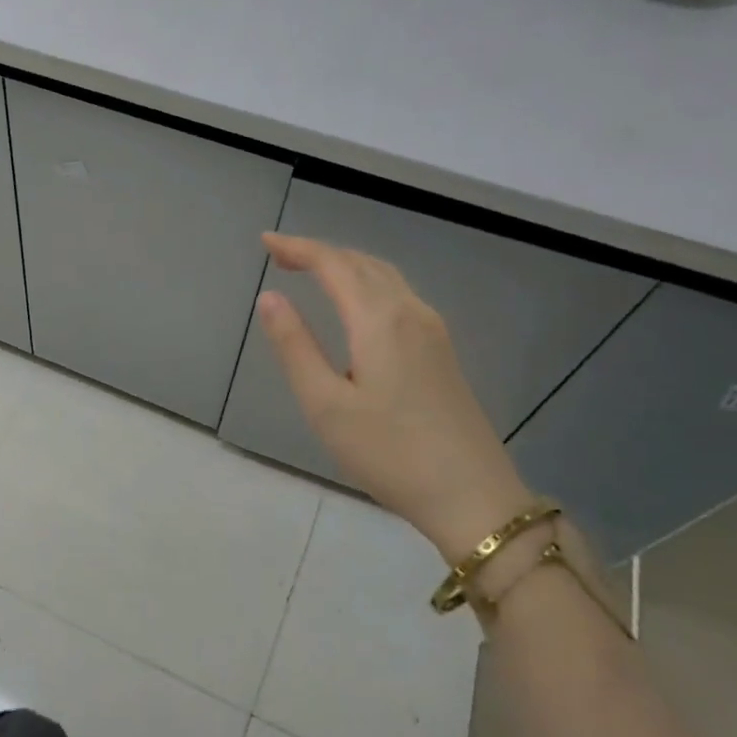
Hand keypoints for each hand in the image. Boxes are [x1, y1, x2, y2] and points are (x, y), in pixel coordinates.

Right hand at [254, 233, 532, 559]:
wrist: (471, 495)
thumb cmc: (388, 452)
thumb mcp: (325, 404)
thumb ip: (295, 346)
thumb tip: (269, 297)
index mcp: (379, 320)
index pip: (333, 264)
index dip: (297, 247)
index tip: (264, 241)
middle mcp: (410, 313)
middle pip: (362, 263)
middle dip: (319, 252)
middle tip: (280, 256)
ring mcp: (433, 331)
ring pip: (385, 277)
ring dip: (346, 265)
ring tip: (312, 271)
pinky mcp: (442, 351)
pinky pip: (399, 296)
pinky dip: (368, 283)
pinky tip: (356, 304)